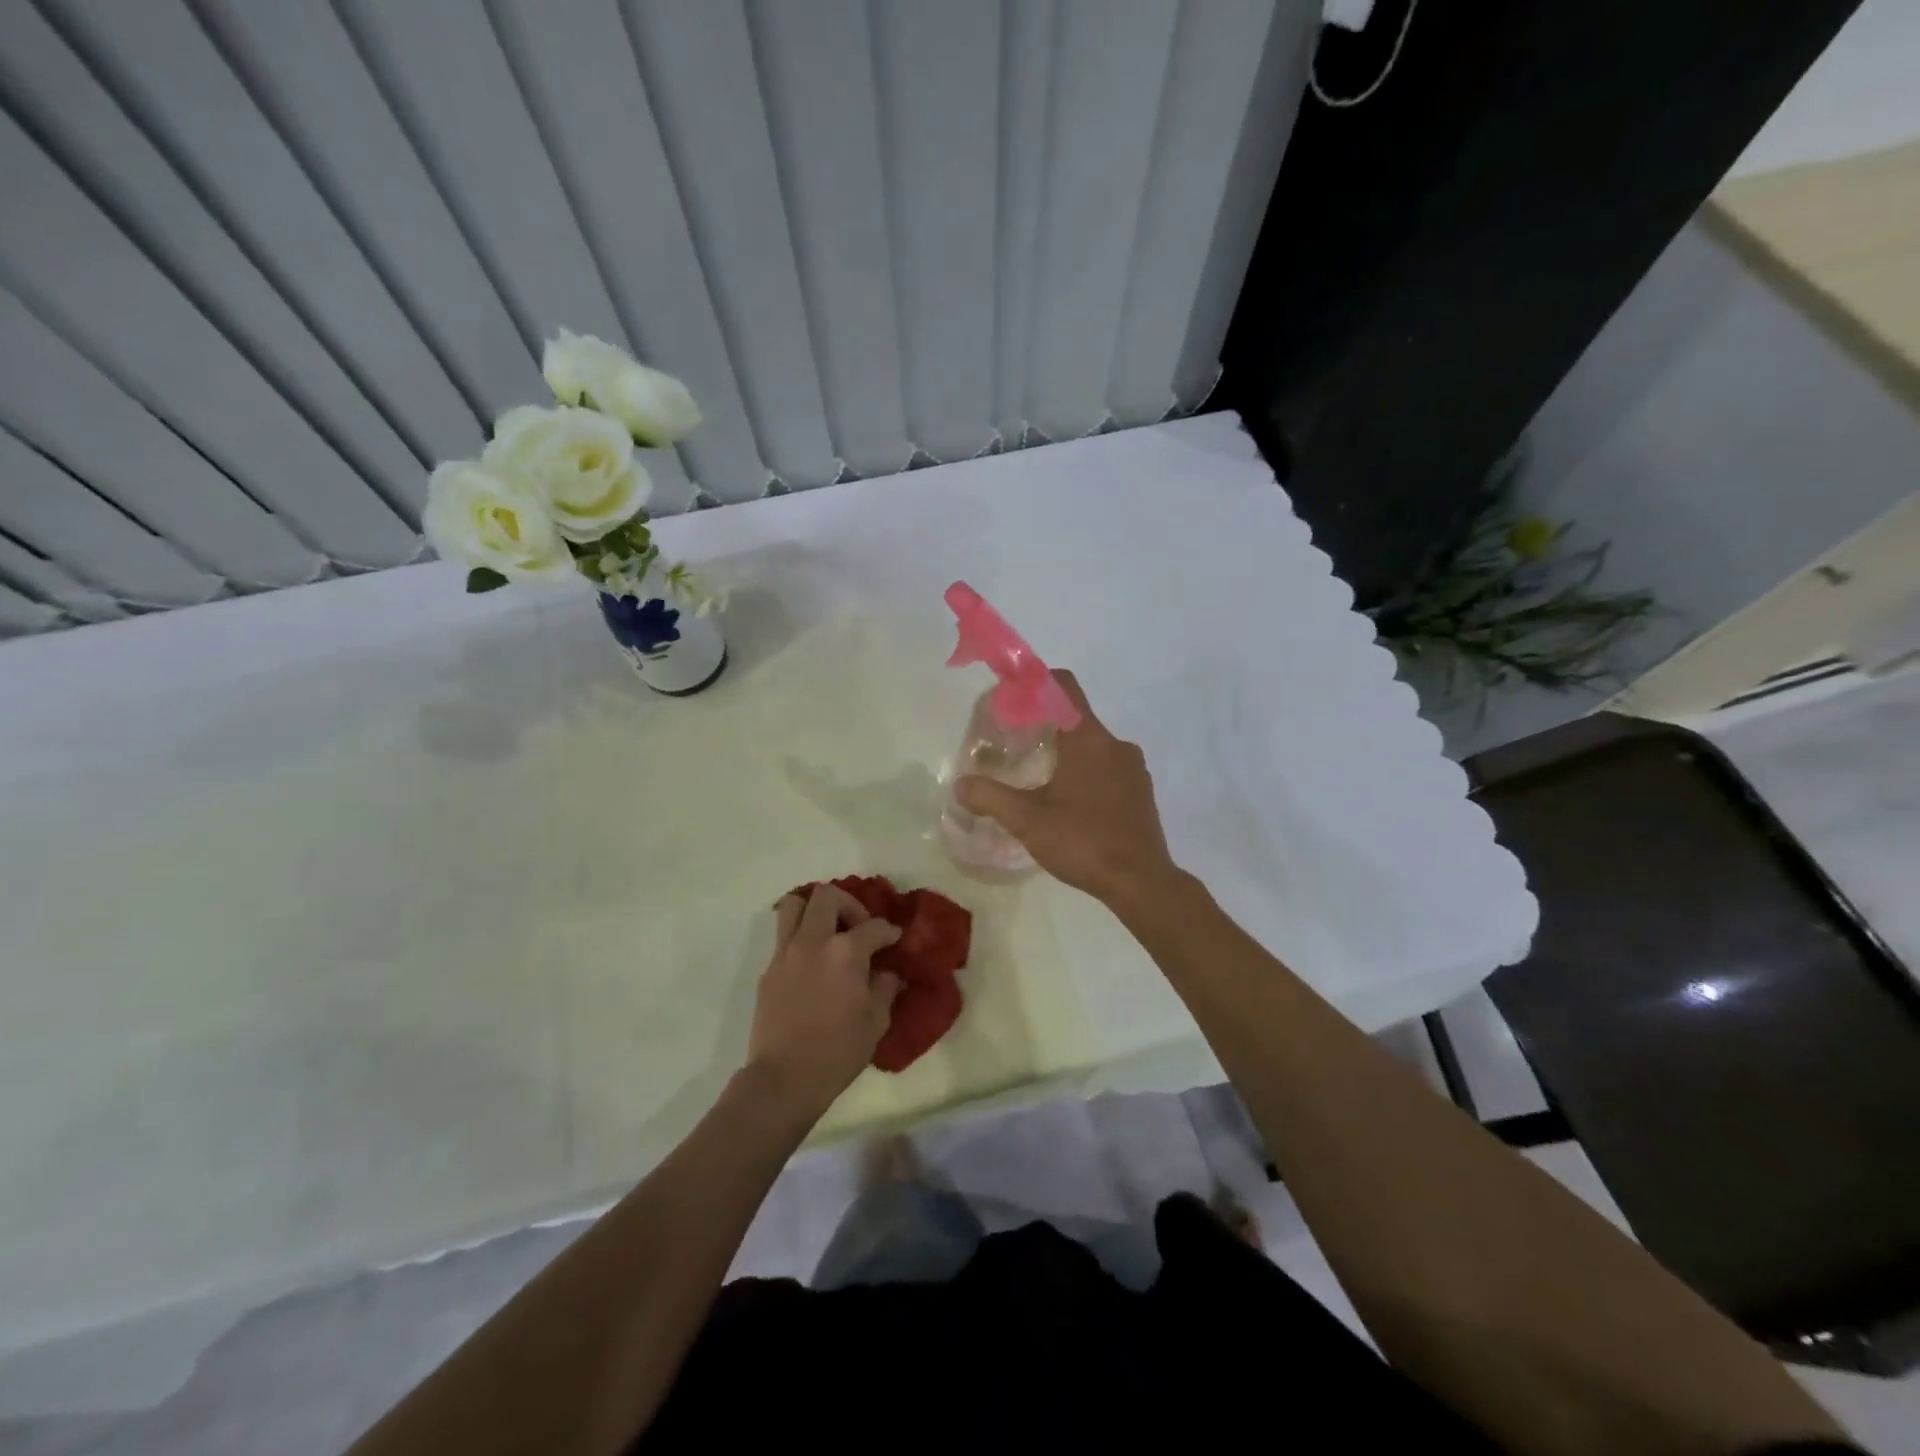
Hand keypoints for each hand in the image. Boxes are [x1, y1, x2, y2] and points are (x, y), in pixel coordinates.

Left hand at [747, 885, 902, 1118]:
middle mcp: (813, 941)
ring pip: (795, 905)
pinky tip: (813, 963)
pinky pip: (784, 937)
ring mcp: (786, 953)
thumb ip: (885, 987)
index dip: (889, 931)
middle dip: (849, 905)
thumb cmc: (838, 1052)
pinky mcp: (769, 969)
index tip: (895, 939)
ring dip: (815, 910)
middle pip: (827, 896)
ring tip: (829, 932)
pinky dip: (800, 938)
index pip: (874, 927)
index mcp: (845, 952)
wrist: (784, 1079)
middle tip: (859, 929)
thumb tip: (888, 973)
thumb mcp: (876, 1021)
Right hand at [956, 669, 1179, 905]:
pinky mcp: (1141, 791)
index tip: (1011, 699)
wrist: (1141, 882)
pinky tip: (1069, 804)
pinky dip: (1086, 773)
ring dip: (1065, 753)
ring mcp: (1133, 768)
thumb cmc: (1083, 841)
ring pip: (1092, 745)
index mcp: (1088, 739)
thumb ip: (991, 798)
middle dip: (1043, 726)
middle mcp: (1115, 744)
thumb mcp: (1028, 821)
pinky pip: (1108, 767)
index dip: (1035, 683)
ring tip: (1039, 780)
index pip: (1063, 686)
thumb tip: (961, 785)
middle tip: (1014, 747)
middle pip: (1074, 717)